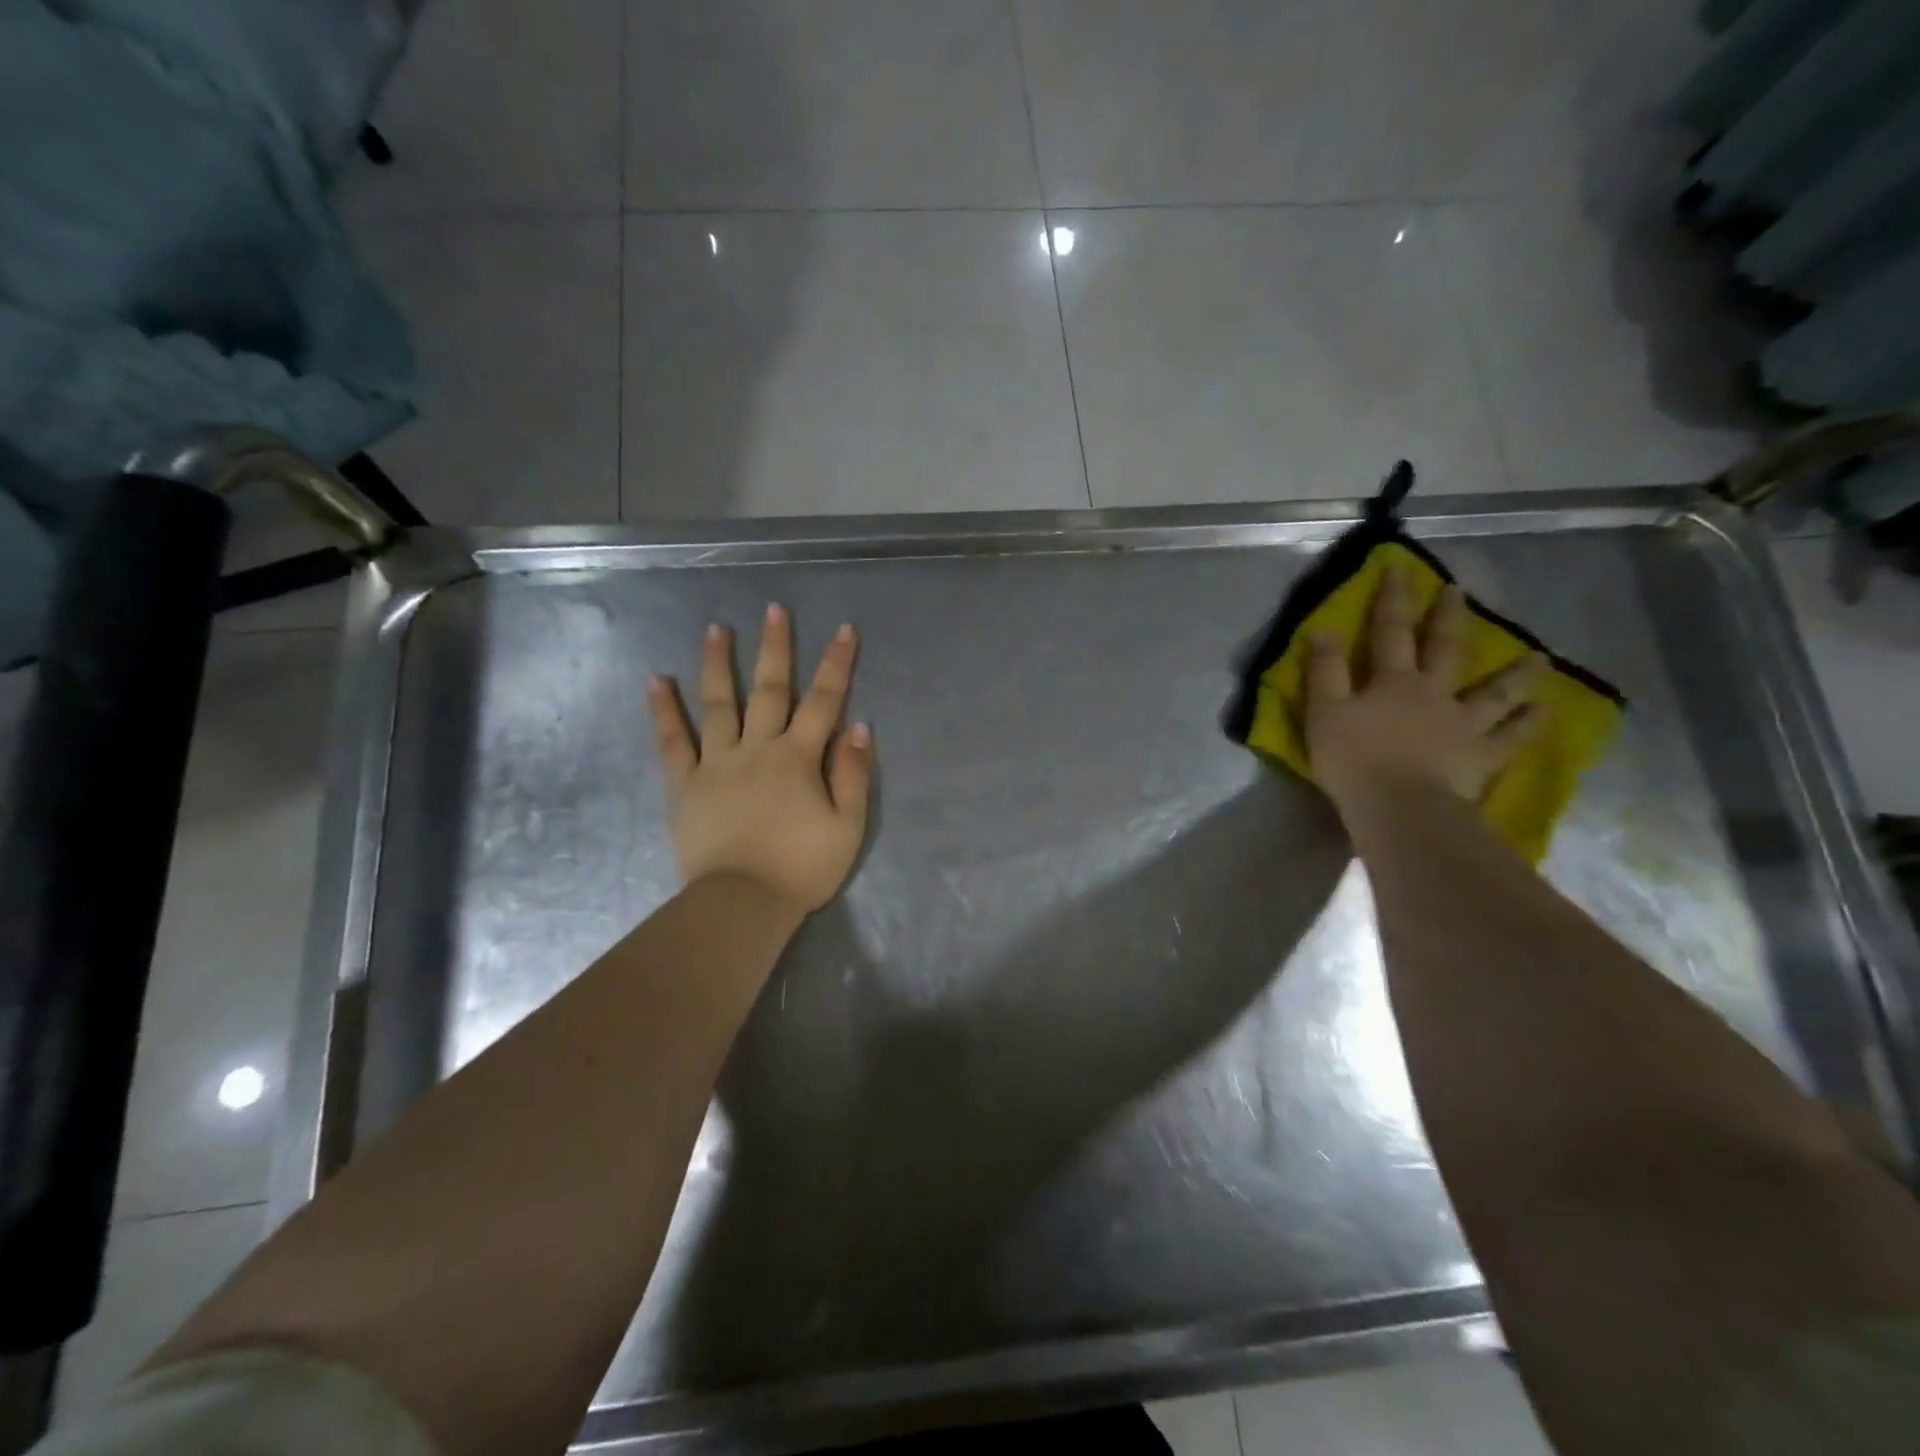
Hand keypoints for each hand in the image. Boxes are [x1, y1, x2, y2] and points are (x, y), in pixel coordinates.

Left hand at [648, 605, 873, 917]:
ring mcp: (716, 763)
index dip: (837, 664)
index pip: (823, 701)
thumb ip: (854, 775)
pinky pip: (672, 741)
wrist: (742, 904)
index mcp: (799, 758)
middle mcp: (757, 748)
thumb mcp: (847, 827)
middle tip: (774, 608)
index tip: (844, 630)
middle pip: (770, 689)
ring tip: (716, 628)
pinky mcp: (684, 784)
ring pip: (718, 704)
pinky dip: (663, 710)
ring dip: (718, 664)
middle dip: (776, 647)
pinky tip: (656, 680)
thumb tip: (859, 726)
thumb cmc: (801, 868)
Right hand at [1305, 568, 1547, 811]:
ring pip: (1494, 692)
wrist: (1398, 806)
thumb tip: (1325, 629)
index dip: (1393, 599)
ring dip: (1515, 673)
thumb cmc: (1353, 759)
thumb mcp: (1325, 712)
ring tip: (1538, 657)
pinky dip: (1528, 724)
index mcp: (1393, 681)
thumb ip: (1325, 671)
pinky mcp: (1481, 757)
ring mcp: (1463, 725)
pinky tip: (1545, 711)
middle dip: (1448, 619)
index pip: (1390, 632)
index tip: (1400, 569)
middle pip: (1445, 649)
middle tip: (1459, 592)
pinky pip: (1510, 738)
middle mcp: (1434, 694)